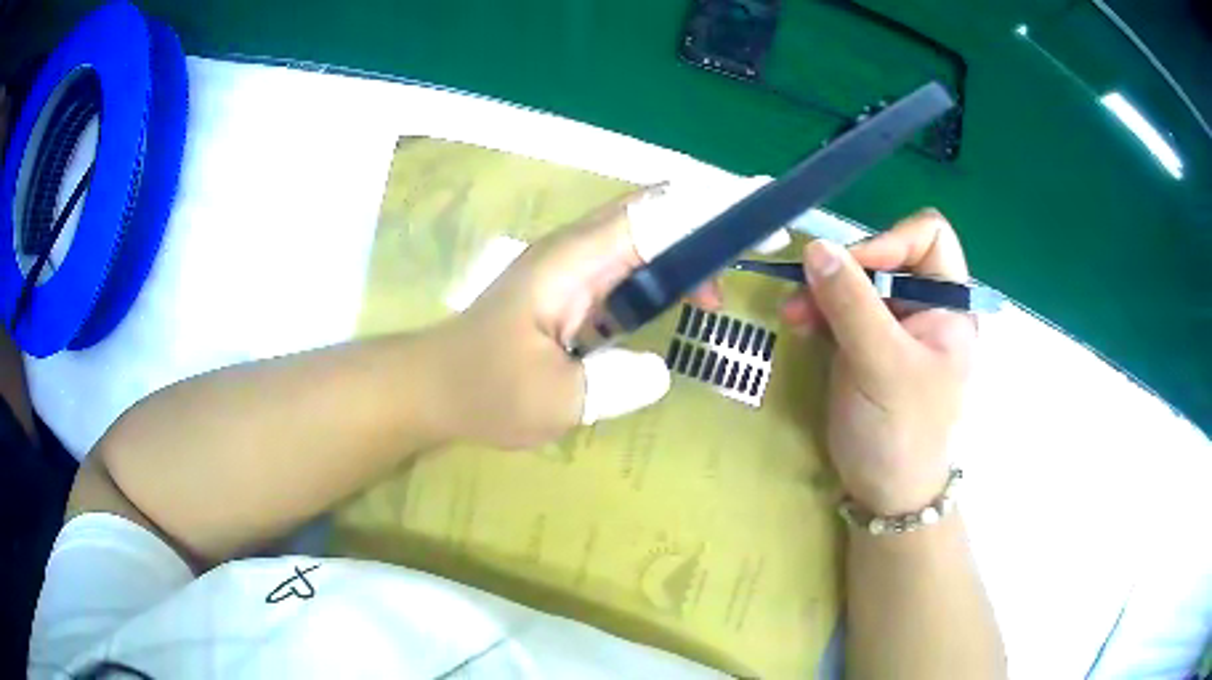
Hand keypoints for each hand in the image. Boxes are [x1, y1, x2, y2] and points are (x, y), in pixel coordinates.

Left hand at [427, 177, 790, 449]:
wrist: (431, 387)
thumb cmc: (481, 389)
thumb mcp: (551, 400)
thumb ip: (613, 384)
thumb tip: (660, 368)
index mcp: (573, 262)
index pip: (654, 217)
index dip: (711, 209)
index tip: (760, 211)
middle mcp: (575, 252)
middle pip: (654, 215)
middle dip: (710, 221)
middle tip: (761, 241)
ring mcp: (571, 268)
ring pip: (644, 239)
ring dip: (689, 253)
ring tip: (722, 292)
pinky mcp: (570, 290)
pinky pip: (629, 269)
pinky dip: (665, 278)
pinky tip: (686, 304)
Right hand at [780, 210, 975, 513]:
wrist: (884, 492)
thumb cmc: (901, 431)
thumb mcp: (882, 365)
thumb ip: (852, 303)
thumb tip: (816, 246)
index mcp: (949, 305)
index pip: (928, 237)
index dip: (890, 241)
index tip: (852, 268)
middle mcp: (924, 305)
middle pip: (885, 254)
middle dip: (845, 269)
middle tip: (805, 291)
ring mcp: (893, 323)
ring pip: (856, 279)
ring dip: (822, 290)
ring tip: (793, 315)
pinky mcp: (866, 341)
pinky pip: (840, 306)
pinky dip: (818, 310)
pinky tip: (799, 325)